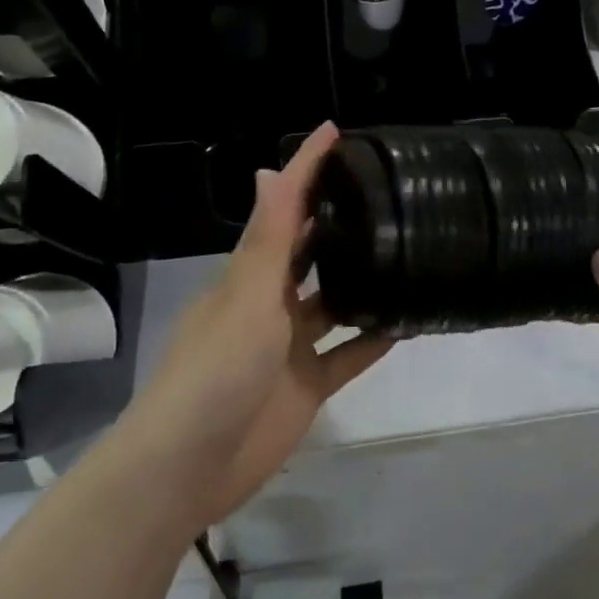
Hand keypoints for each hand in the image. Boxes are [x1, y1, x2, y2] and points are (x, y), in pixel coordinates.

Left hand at [125, 123, 393, 530]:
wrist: (190, 465)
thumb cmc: (216, 369)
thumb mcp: (247, 295)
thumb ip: (268, 239)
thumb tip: (269, 170)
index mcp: (250, 275)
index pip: (282, 209)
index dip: (307, 170)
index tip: (337, 133)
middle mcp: (271, 303)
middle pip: (309, 253)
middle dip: (338, 222)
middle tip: (388, 192)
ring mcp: (290, 346)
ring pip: (335, 303)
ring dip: (363, 281)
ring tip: (408, 250)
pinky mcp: (308, 385)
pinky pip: (349, 354)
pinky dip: (374, 338)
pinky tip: (408, 320)